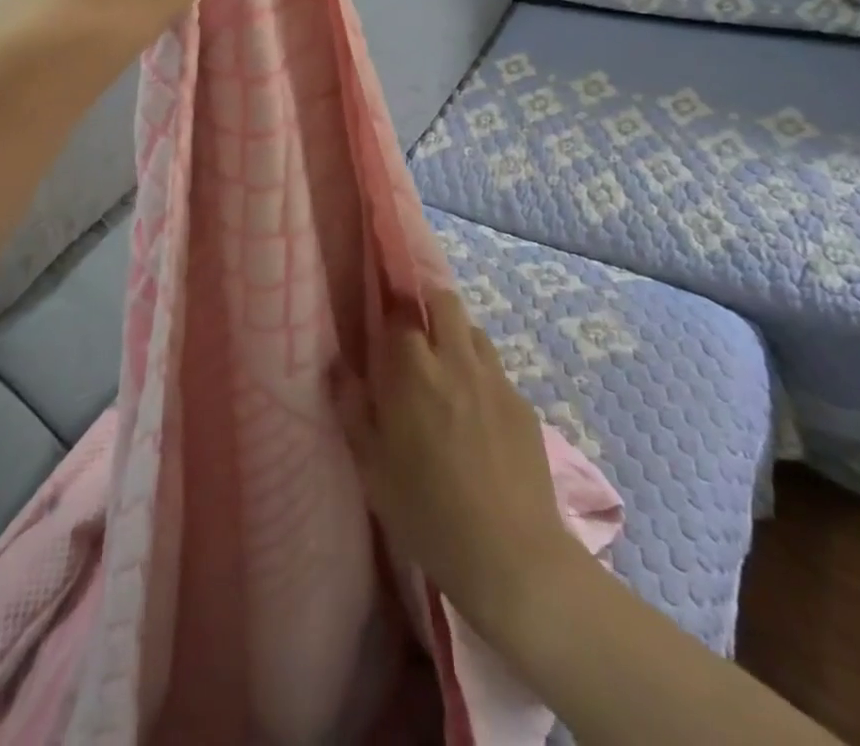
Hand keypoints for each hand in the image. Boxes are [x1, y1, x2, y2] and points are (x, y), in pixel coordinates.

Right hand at [332, 291, 577, 636]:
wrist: (510, 556)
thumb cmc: (427, 514)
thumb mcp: (373, 469)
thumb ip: (352, 409)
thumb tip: (336, 367)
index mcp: (414, 372)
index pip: (400, 315)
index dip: (390, 317)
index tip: (383, 331)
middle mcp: (456, 361)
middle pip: (444, 302)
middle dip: (428, 305)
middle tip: (416, 334)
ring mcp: (495, 380)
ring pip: (474, 331)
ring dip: (457, 337)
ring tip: (447, 371)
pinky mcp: (522, 404)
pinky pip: (497, 371)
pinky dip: (481, 376)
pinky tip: (477, 413)